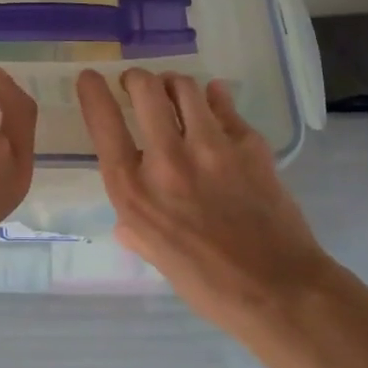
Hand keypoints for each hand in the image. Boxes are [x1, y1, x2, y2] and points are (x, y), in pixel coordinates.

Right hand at [77, 67, 331, 326]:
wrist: (277, 289)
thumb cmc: (206, 283)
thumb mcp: (153, 254)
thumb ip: (135, 226)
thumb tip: (128, 221)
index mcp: (134, 190)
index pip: (104, 123)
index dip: (93, 92)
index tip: (91, 78)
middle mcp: (167, 160)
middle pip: (145, 89)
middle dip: (136, 79)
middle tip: (138, 84)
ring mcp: (211, 148)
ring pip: (185, 87)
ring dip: (173, 84)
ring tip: (174, 92)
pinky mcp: (249, 144)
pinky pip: (224, 105)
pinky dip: (214, 99)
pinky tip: (213, 103)